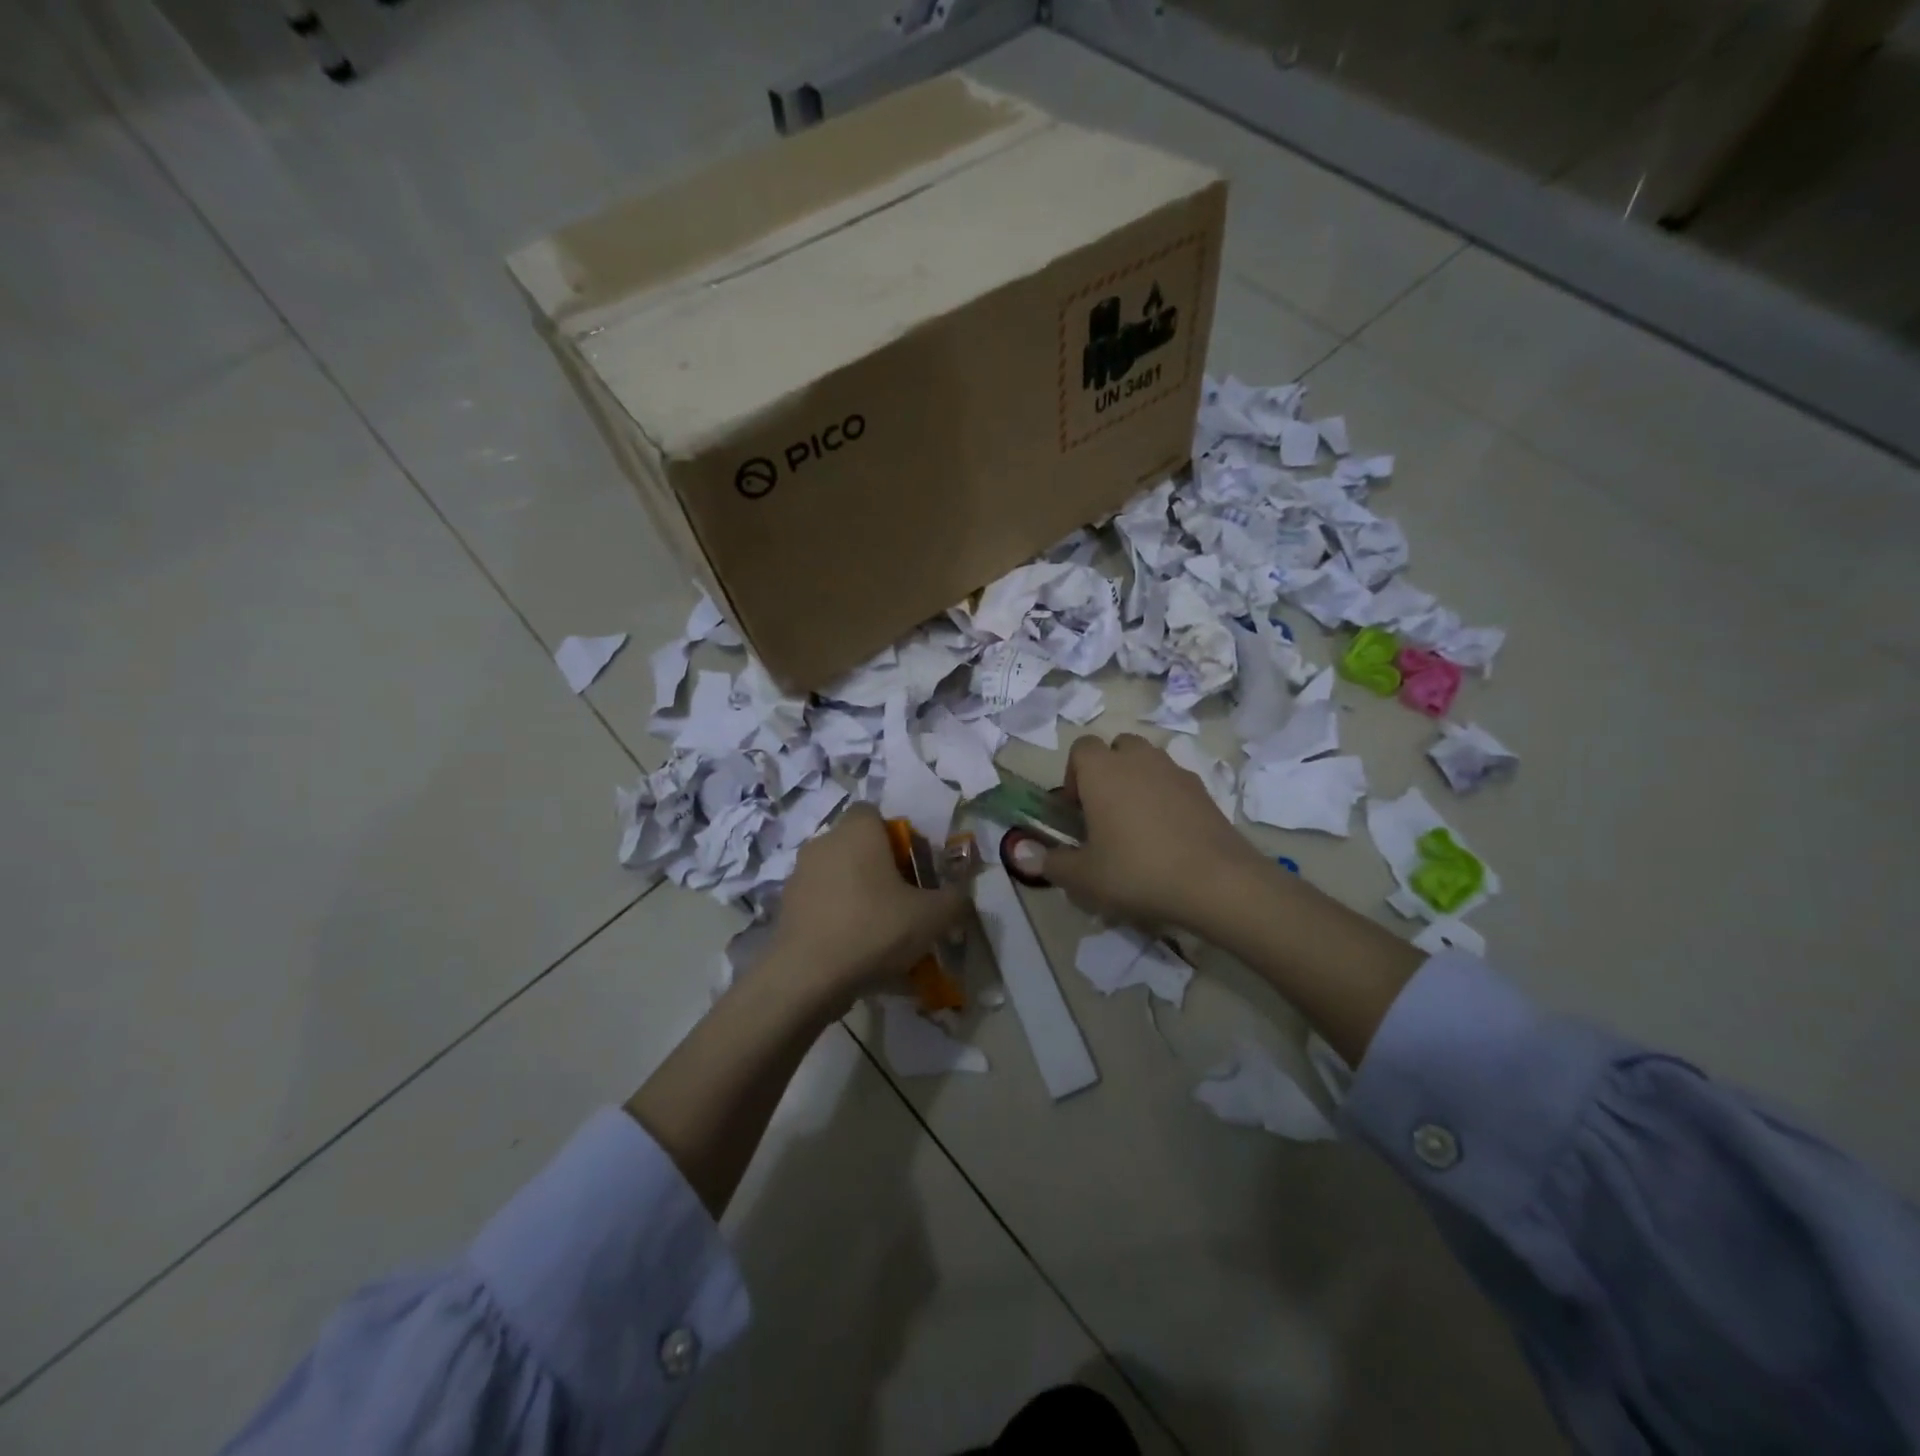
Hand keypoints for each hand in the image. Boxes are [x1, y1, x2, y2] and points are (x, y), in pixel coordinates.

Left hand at [769, 803, 969, 1001]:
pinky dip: (837, 919)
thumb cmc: (874, 929)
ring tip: (880, 934)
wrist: (807, 977)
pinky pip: (821, 904)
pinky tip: (853, 952)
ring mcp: (799, 875)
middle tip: (903, 903)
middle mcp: (823, 843)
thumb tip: (961, 895)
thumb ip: (955, 899)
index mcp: (857, 831)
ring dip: (858, 895)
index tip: (913, 869)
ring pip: (839, 876)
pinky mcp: (786, 907)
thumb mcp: (932, 917)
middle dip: (880, 869)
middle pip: (857, 846)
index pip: (874, 813)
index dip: (897, 837)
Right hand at [1019, 733, 1264, 931]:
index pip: (1080, 748)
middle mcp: (1139, 759)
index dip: (1073, 776)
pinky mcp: (1204, 790)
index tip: (1076, 811)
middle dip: (1108, 772)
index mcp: (1103, 770)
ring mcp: (1176, 771)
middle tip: (1105, 814)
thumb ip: (1051, 863)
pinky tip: (1169, 838)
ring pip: (1149, 762)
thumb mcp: (1084, 877)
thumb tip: (1025, 854)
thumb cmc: (1137, 871)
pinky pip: (1175, 783)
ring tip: (1137, 826)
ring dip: (1138, 782)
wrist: (1216, 882)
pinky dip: (1166, 799)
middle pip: (1117, 748)